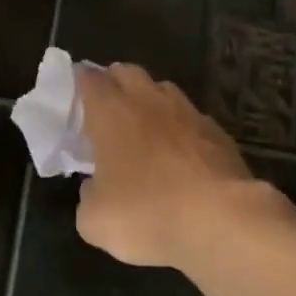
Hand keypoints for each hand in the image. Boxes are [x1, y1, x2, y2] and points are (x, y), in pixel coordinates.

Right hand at [74, 62, 266, 267]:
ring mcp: (190, 115)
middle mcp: (150, 102)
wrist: (222, 223)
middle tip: (105, 108)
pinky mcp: (220, 135)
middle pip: (128, 72)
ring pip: (164, 91)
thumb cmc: (146, 215)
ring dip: (150, 102)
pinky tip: (181, 155)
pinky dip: (181, 130)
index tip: (73, 94)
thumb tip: (96, 186)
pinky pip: (193, 120)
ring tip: (144, 129)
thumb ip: (88, 195)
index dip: (79, 82)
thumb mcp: (94, 220)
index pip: (89, 79)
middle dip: (114, 83)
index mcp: (112, 113)